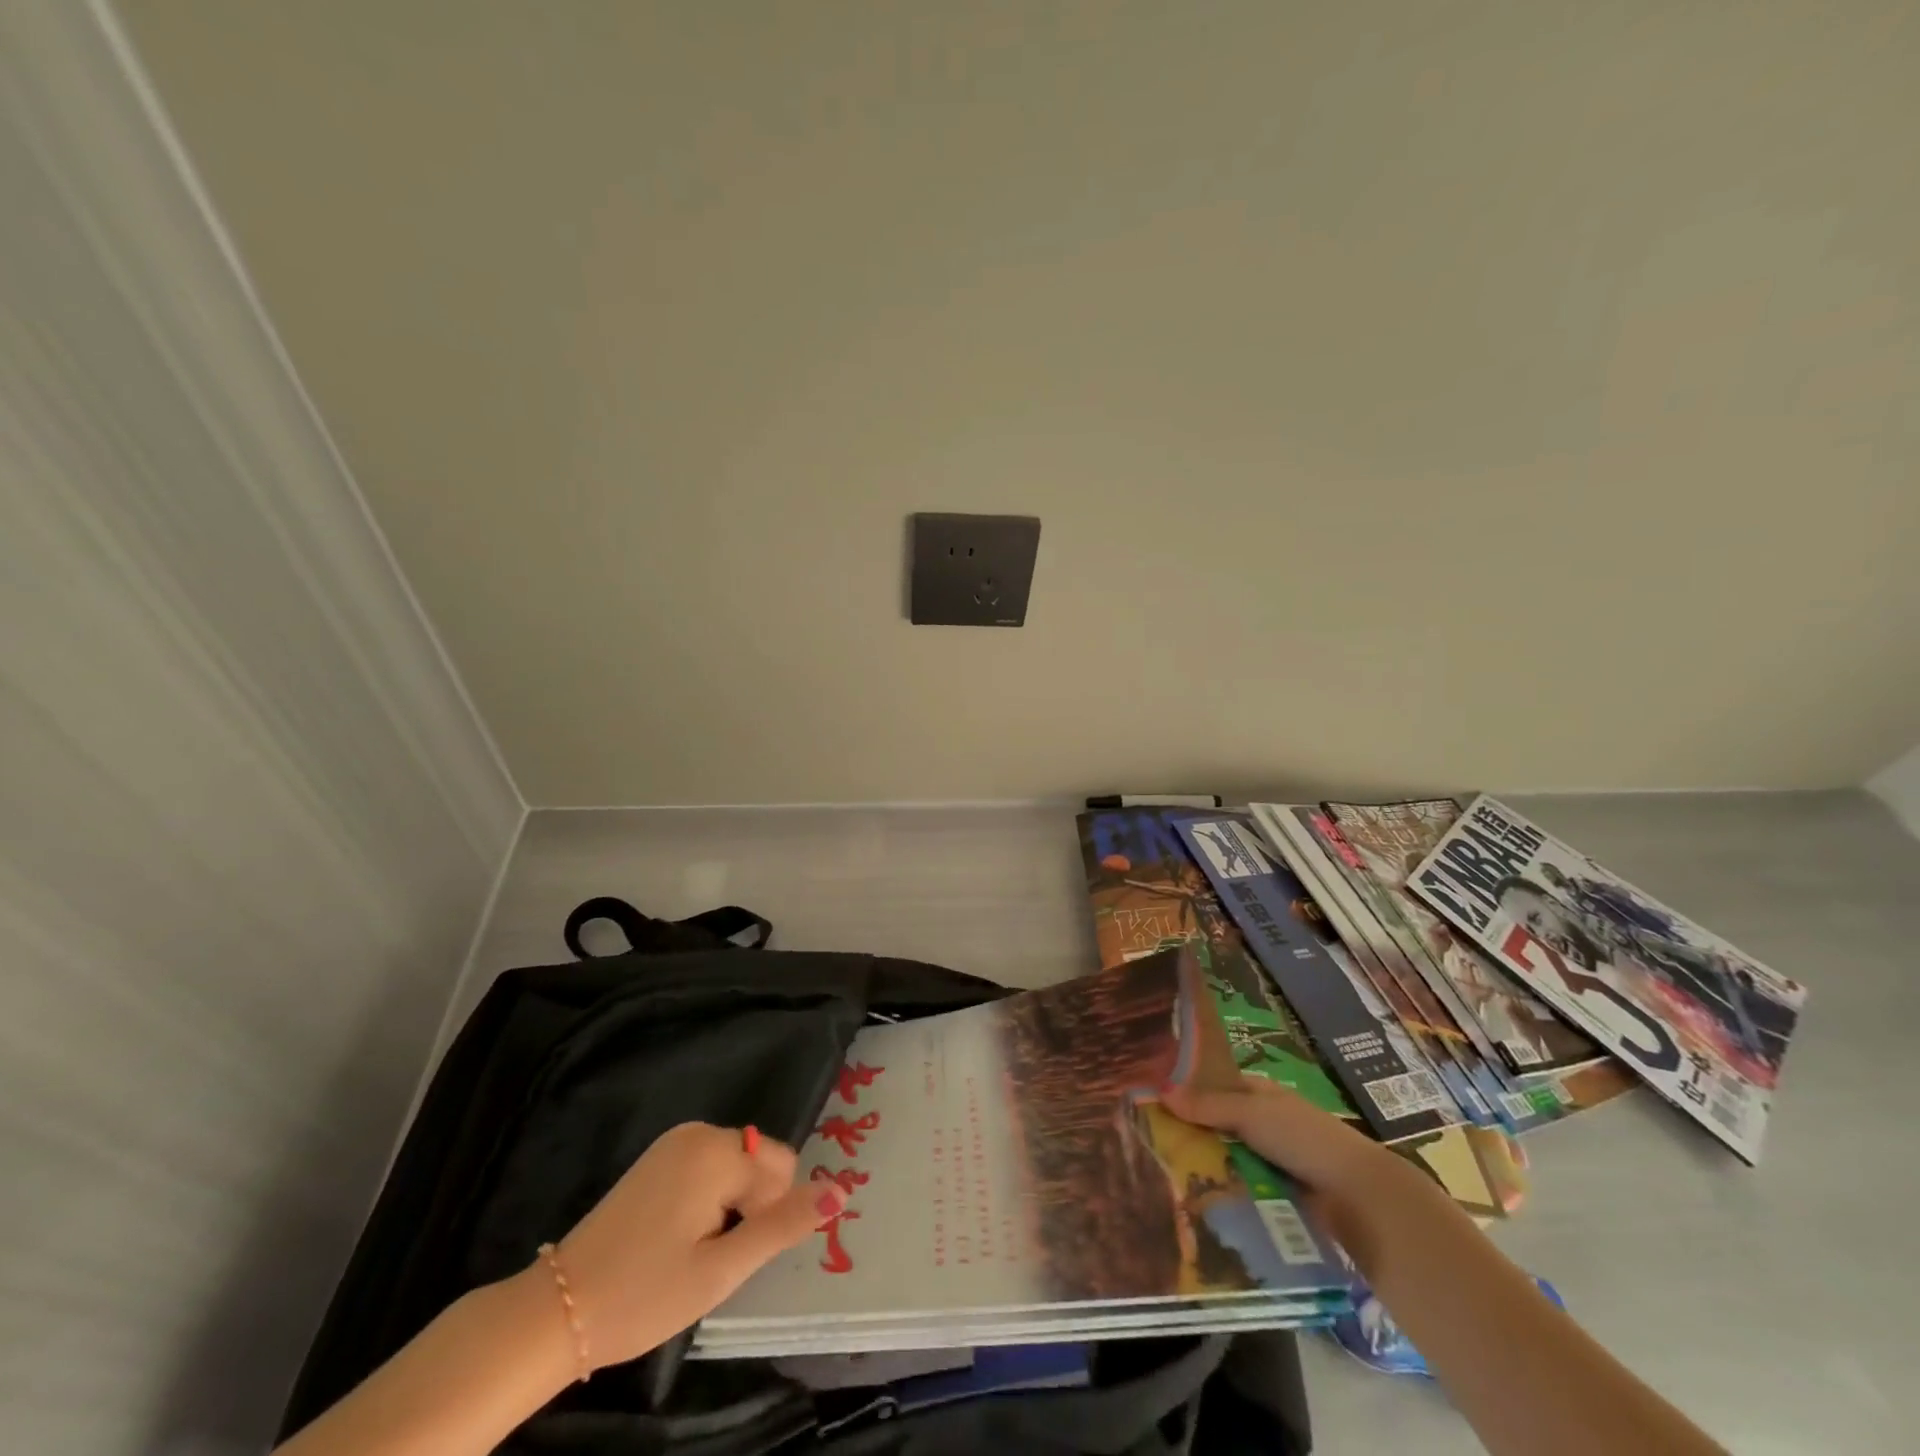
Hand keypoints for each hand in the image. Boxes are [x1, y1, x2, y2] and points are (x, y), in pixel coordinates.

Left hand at [545, 1122, 844, 1371]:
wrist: (557, 1310)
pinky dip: (708, 1199)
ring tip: (692, 1251)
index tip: (730, 1255)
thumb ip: (784, 1225)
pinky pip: (710, 1166)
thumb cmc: (644, 1294)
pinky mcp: (658, 1156)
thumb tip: (841, 1191)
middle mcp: (699, 1132)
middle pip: (760, 1162)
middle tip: (710, 1258)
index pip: (782, 1169)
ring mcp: (675, 1141)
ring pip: (737, 1166)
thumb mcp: (721, 1270)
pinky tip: (677, 1236)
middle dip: (750, 1207)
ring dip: (730, 1206)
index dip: (767, 1216)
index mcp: (717, 1151)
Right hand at [1160, 1073, 1423, 1241]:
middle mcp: (1266, 1123)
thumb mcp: (1250, 1113)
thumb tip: (1160, 1091)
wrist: (1357, 1198)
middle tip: (1148, 1141)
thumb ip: (1207, 1105)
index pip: (1217, 1085)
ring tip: (1161, 1175)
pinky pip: (1240, 1189)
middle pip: (1219, 1124)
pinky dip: (1221, 1192)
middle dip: (1191, 1132)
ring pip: (1227, 1159)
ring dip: (1204, 1166)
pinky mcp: (1276, 1196)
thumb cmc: (1303, 1138)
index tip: (1153, 1099)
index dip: (1189, 1089)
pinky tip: (1192, 1200)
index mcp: (1262, 1094)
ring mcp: (1272, 1161)